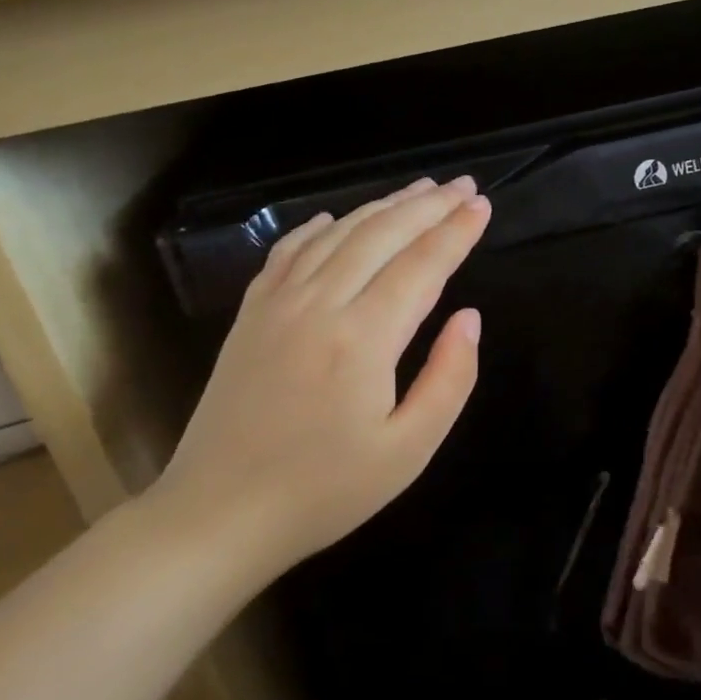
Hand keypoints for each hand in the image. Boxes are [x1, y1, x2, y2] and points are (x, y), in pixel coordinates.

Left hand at [156, 175, 489, 583]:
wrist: (218, 514)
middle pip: (382, 234)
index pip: (422, 265)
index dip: (456, 232)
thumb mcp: (408, 450)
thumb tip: (469, 316)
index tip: (481, 205)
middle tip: (462, 185)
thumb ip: (449, 378)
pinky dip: (321, 226)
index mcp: (363, 338)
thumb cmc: (325, 491)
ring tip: (418, 191)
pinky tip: (338, 218)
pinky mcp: (251, 314)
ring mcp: (278, 304)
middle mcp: (320, 304)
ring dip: (382, 206)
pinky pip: (290, 251)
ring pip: (338, 234)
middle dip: (428, 206)